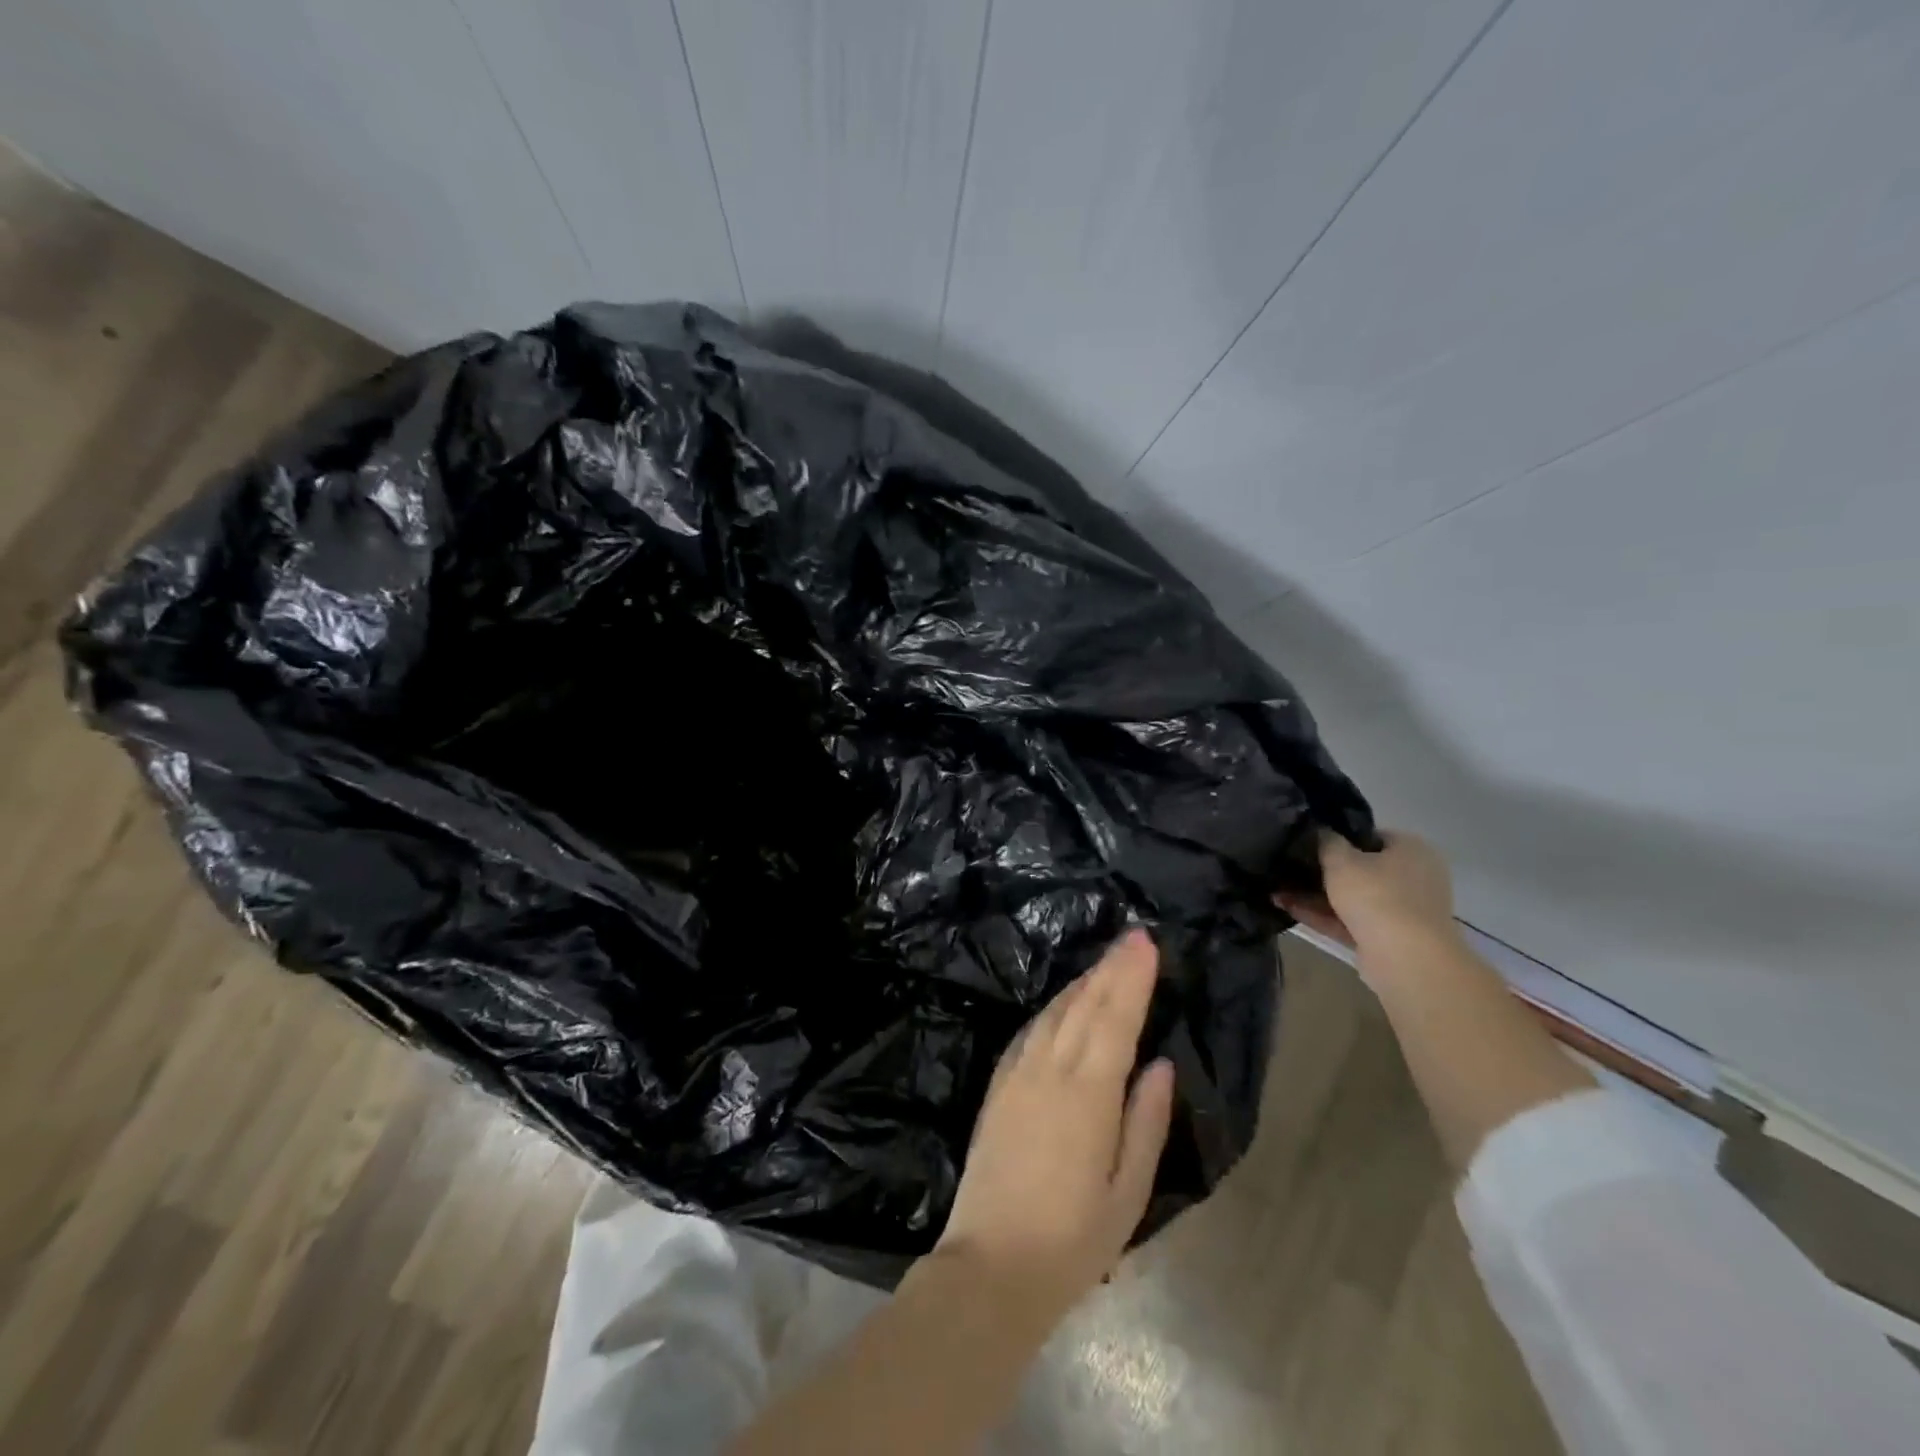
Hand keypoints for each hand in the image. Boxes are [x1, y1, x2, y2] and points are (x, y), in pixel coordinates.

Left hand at [933, 928, 1175, 1322]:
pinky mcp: (998, 1085)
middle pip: (1085, 1005)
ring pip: (1055, 1012)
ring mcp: (1018, 1074)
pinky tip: (1063, 1002)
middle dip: (1110, 967)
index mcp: (1087, 1093)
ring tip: (1106, 961)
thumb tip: (1159, 1064)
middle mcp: (1050, 1070)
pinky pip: (1030, 1031)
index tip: (1145, 942)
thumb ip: (1145, 1122)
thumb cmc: (1073, 1239)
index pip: (1115, 1018)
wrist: (991, 1265)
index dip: (1131, 977)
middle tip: (1131, 935)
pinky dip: (1053, 1008)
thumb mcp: (1127, 1192)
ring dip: (1082, 982)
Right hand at [1276, 830, 1458, 958]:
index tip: (1308, 840)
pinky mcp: (1387, 939)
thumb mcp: (1341, 860)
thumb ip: (1326, 841)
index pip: (1370, 836)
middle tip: (1288, 866)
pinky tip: (1286, 908)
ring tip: (1276, 890)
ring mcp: (1401, 911)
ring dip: (1314, 895)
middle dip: (1321, 871)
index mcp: (1412, 850)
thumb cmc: (1377, 896)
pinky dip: (1321, 915)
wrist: (1407, 960)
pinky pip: (1349, 920)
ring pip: (1352, 898)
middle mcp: (1413, 878)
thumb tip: (1320, 830)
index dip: (1338, 837)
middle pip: (1360, 869)